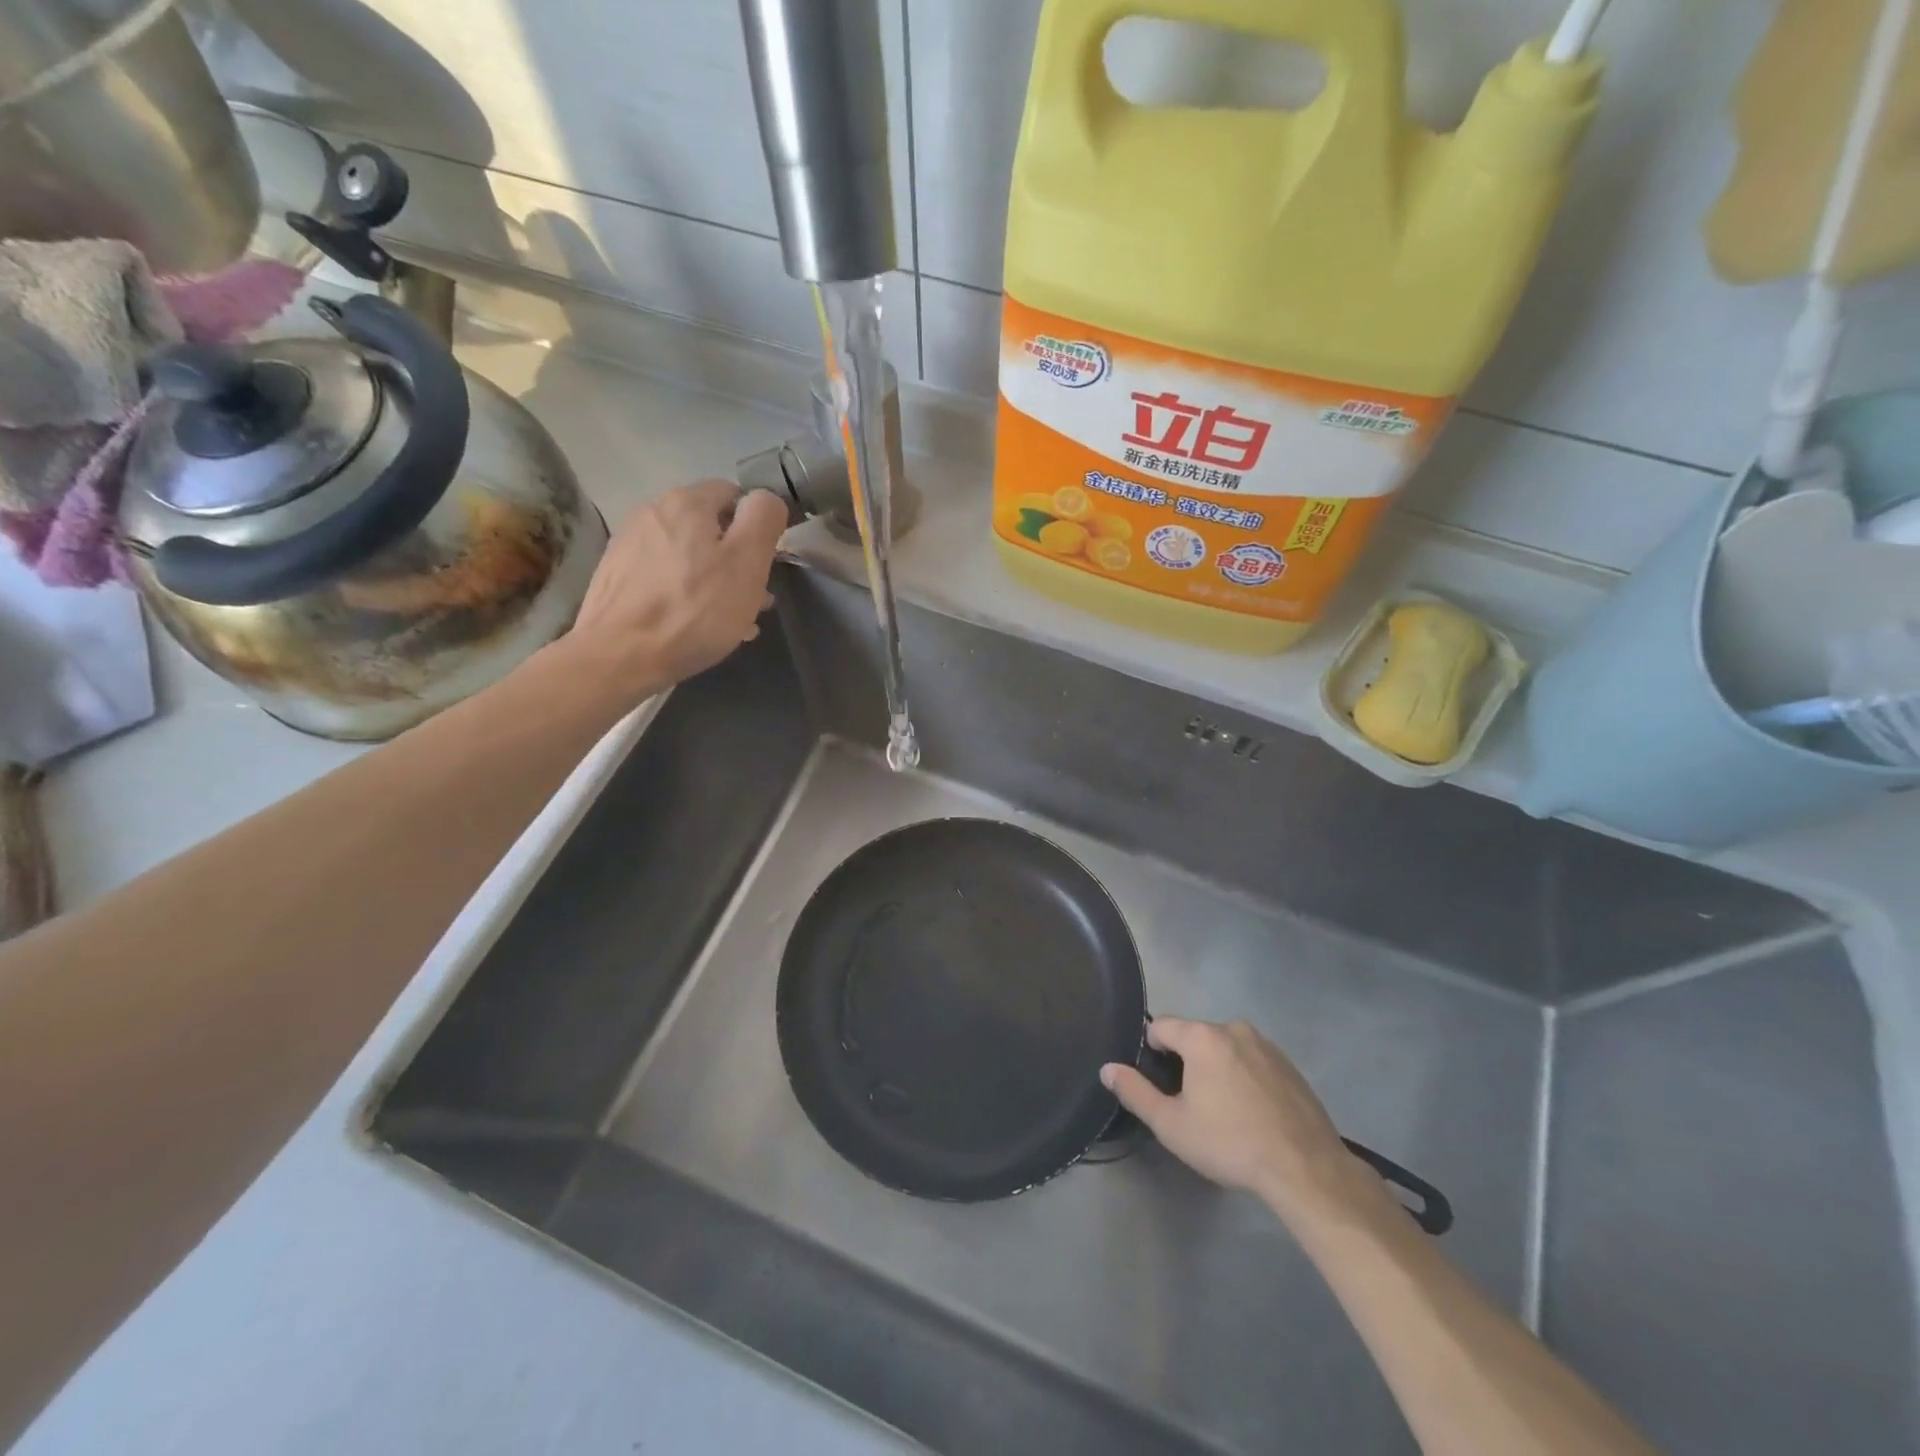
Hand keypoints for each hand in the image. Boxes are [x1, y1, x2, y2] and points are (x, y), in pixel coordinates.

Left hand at [567, 480, 787, 699]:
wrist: (619, 655)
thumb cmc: (694, 610)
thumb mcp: (747, 563)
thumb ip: (763, 520)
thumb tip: (765, 498)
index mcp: (686, 501)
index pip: (734, 495)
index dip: (756, 528)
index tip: (764, 566)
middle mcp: (652, 511)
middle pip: (709, 527)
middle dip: (735, 559)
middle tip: (753, 601)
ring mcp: (629, 543)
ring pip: (687, 555)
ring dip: (713, 579)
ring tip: (729, 620)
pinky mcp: (616, 574)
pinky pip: (664, 575)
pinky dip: (685, 592)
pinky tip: (694, 624)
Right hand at [1102, 1017, 1358, 1217]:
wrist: (1305, 1169)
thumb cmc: (1230, 1143)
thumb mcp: (1171, 1125)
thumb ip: (1135, 1092)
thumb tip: (1108, 1069)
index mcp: (1201, 1036)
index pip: (1160, 1027)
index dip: (1151, 1052)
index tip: (1159, 1085)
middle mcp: (1233, 1028)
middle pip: (1194, 1036)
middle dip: (1186, 1062)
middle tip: (1191, 1104)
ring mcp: (1265, 1044)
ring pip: (1224, 1048)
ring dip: (1216, 1068)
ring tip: (1224, 1112)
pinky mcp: (1289, 1064)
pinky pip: (1252, 1060)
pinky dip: (1244, 1076)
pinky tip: (1251, 1113)